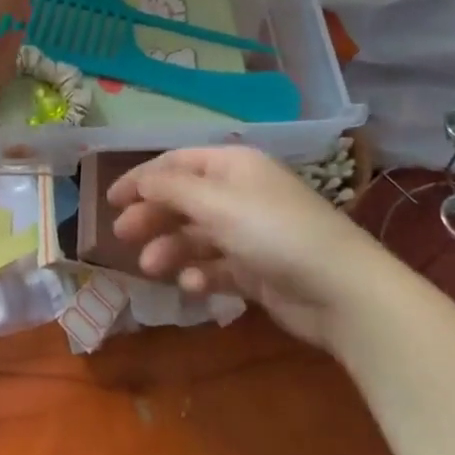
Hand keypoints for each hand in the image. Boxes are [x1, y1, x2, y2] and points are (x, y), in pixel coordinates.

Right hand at [109, 146, 404, 348]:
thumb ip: (170, 188)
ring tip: (154, 268)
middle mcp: (240, 193)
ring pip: (197, 235)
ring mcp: (250, 232)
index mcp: (233, 165)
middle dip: (153, 216)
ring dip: (172, 249)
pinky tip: (194, 286)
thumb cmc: (273, 232)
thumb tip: (139, 179)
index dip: (142, 178)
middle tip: (123, 236)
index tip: (111, 200)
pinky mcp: (258, 270)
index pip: (177, 163)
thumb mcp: (216, 203)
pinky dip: (201, 274)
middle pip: (184, 199)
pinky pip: (218, 266)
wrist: (342, 291)